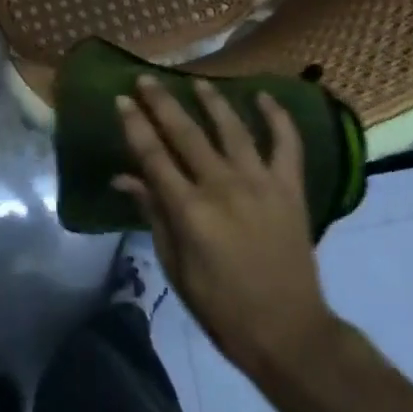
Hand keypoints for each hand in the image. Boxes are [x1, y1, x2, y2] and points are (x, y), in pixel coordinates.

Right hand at [115, 77, 334, 389]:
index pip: (153, 155)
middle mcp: (222, 186)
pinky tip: (264, 96)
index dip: (135, 125)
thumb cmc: (221, 307)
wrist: (288, 332)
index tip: (122, 99)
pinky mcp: (290, 189)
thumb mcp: (175, 266)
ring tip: (197, 81)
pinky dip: (278, 117)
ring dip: (212, 100)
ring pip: (232, 128)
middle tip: (147, 78)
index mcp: (190, 210)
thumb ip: (153, 214)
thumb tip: (124, 177)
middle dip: (163, 102)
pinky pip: (286, 144)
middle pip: (186, 133)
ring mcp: (260, 183)